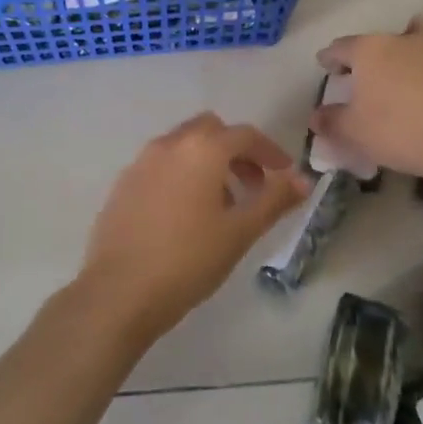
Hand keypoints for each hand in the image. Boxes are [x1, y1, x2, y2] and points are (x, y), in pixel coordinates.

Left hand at [77, 113, 309, 339]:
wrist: (119, 292)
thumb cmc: (189, 260)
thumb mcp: (240, 231)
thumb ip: (274, 199)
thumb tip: (303, 180)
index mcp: (202, 149)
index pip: (245, 135)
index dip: (270, 151)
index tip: (284, 174)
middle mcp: (169, 145)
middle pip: (211, 130)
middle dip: (236, 151)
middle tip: (252, 185)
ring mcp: (140, 163)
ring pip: (183, 146)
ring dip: (207, 162)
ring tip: (221, 204)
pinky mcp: (122, 185)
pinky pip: (160, 165)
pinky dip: (181, 174)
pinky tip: (185, 214)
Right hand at [310, 14, 422, 180]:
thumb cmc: (395, 129)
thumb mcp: (352, 132)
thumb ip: (331, 121)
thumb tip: (316, 116)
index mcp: (368, 50)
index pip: (341, 47)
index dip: (329, 57)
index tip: (324, 64)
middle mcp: (399, 42)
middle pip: (377, 40)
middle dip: (365, 53)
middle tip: (358, 72)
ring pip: (415, 36)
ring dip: (402, 47)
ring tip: (397, 68)